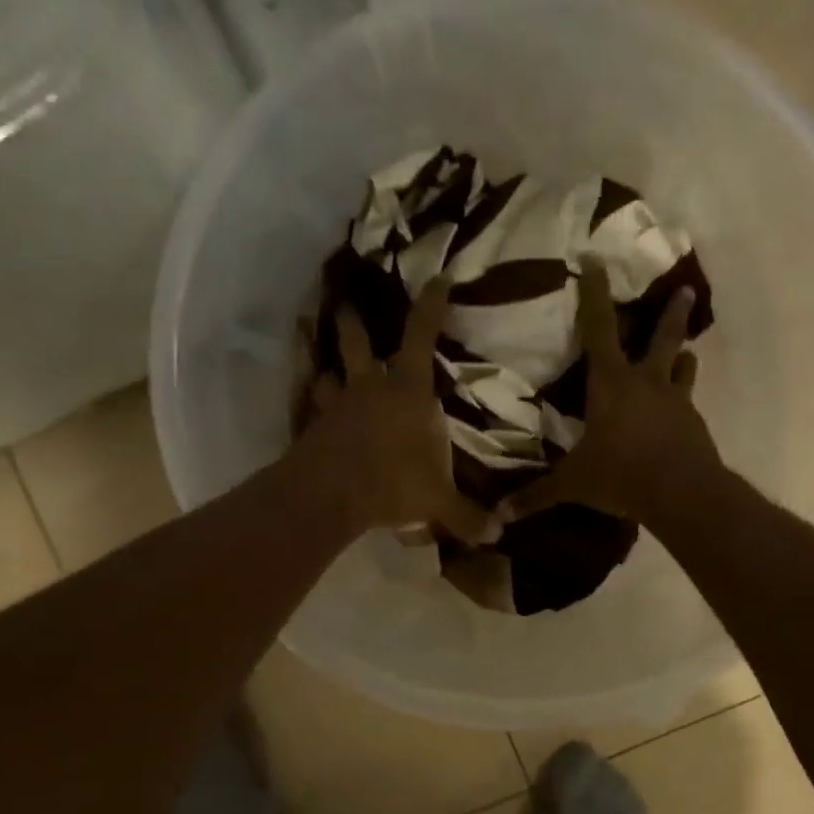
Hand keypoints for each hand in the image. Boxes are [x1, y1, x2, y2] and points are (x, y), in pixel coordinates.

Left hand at [294, 278, 495, 541]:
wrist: (328, 495)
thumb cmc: (392, 482)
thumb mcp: (437, 502)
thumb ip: (467, 516)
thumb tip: (498, 535)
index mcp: (408, 392)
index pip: (420, 336)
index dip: (430, 305)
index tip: (437, 279)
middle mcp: (370, 389)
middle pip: (358, 344)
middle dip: (353, 323)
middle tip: (345, 305)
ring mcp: (338, 407)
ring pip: (329, 375)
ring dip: (329, 368)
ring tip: (326, 366)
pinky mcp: (315, 430)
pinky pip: (315, 412)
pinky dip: (317, 410)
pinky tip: (316, 417)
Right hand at [500, 262, 723, 528]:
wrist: (683, 494)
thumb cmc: (622, 476)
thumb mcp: (574, 485)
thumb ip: (536, 496)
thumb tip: (497, 516)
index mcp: (611, 383)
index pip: (599, 328)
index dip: (595, 294)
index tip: (597, 262)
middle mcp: (646, 382)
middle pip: (662, 337)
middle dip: (671, 312)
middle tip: (684, 289)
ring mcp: (676, 400)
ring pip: (682, 367)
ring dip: (682, 357)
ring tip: (685, 352)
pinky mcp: (695, 423)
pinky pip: (688, 402)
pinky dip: (683, 400)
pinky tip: (680, 413)